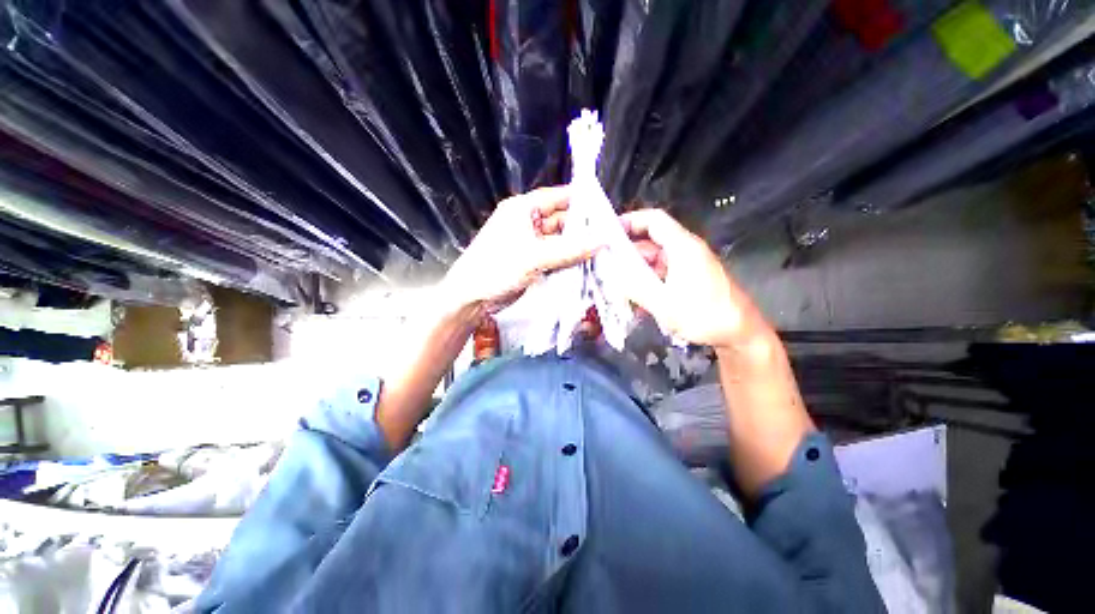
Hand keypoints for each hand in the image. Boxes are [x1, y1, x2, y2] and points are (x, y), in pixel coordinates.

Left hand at [441, 186, 601, 316]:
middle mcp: (528, 223)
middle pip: (563, 220)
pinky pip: (557, 256)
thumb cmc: (495, 269)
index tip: (608, 208)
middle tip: (612, 234)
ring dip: (579, 245)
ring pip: (561, 240)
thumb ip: (569, 249)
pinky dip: (570, 259)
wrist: (471, 299)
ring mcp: (531, 243)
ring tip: (605, 250)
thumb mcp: (534, 257)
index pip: (558, 197)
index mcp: (523, 209)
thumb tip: (603, 240)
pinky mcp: (533, 261)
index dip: (583, 200)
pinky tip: (588, 264)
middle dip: (585, 227)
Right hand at [619, 209, 761, 349]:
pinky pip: (662, 274)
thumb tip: (613, 276)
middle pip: (650, 241)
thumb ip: (636, 288)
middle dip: (627, 253)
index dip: (630, 221)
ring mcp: (688, 265)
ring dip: (636, 272)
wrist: (741, 333)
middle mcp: (685, 250)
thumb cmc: (705, 316)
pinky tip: (637, 301)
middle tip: (606, 268)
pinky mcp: (689, 278)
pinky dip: (647, 282)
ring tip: (618, 288)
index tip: (607, 233)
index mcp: (683, 247)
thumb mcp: (665, 305)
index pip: (654, 220)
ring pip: (654, 260)